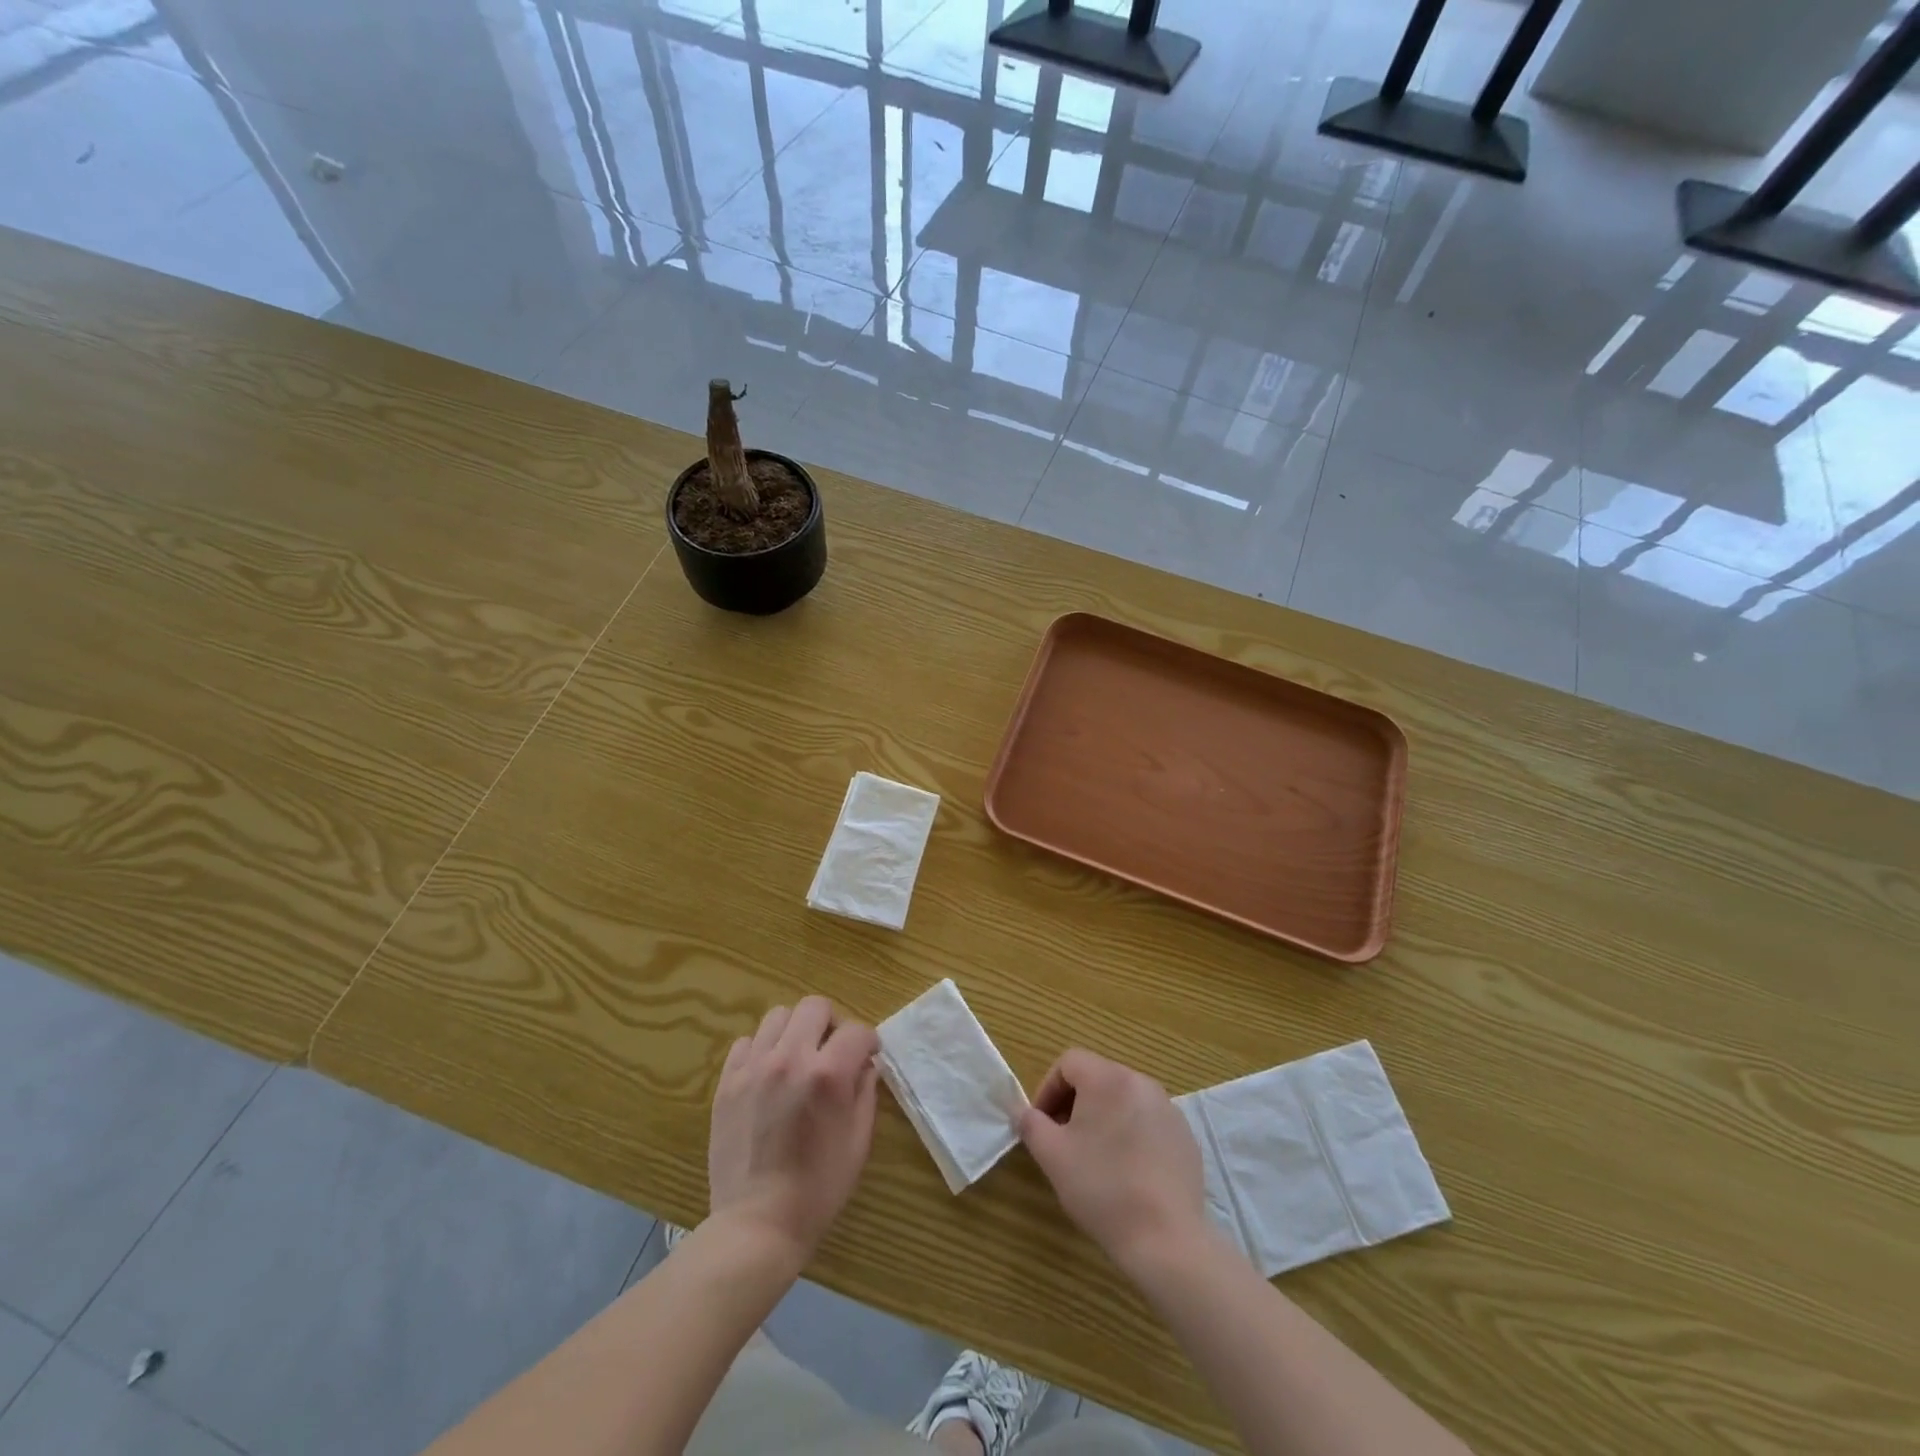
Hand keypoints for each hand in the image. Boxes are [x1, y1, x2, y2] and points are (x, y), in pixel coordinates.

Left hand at [708, 997, 879, 1263]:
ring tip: (797, 1059)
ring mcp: (754, 1067)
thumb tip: (865, 1064)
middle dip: (831, 1024)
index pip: (857, 1030)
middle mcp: (791, 1058)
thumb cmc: (818, 1188)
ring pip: (778, 1016)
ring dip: (794, 1031)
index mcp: (828, 1074)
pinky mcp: (727, 1081)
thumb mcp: (858, 1142)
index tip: (867, 1056)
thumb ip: (865, 1092)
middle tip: (831, 1052)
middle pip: (815, 1006)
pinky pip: (746, 1042)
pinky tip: (767, 1076)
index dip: (868, 1042)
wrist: (756, 1224)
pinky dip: (761, 1050)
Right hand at [1019, 1049, 1208, 1275]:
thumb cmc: (1102, 1189)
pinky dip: (1131, 1135)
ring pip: (1123, 1100)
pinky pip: (1147, 1122)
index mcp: (1108, 1078)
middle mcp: (1141, 1083)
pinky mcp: (1185, 1137)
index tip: (1042, 1124)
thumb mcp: (1052, 1155)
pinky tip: (1127, 1172)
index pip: (1069, 1062)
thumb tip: (1021, 1110)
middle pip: (1097, 1078)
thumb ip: (1030, 1123)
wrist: (1166, 1240)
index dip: (1048, 1089)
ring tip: (1095, 1158)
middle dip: (1074, 1103)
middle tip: (1064, 1141)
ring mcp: (1168, 1109)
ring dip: (1102, 1118)